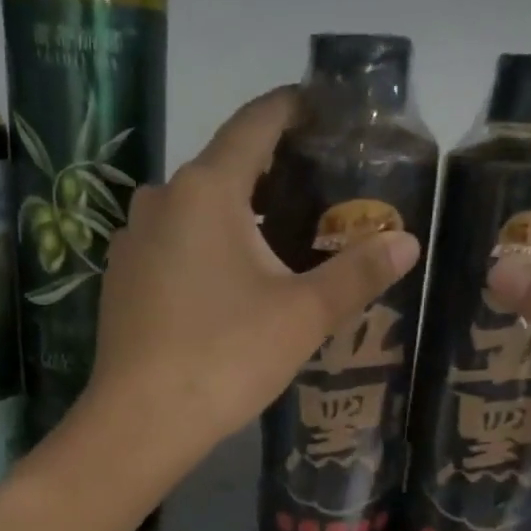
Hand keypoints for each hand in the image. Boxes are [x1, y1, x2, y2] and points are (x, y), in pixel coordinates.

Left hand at [80, 87, 420, 466]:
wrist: (141, 422)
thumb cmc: (226, 357)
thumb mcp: (303, 316)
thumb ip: (357, 274)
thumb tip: (408, 242)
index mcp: (206, 190)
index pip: (255, 123)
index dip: (292, 108)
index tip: (322, 108)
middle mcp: (161, 199)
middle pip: (224, 167)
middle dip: (271, 173)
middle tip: (319, 192)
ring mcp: (133, 240)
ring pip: (195, 210)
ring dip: (237, 215)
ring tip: (280, 241)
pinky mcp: (121, 279)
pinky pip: (173, 244)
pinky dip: (206, 247)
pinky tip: (228, 284)